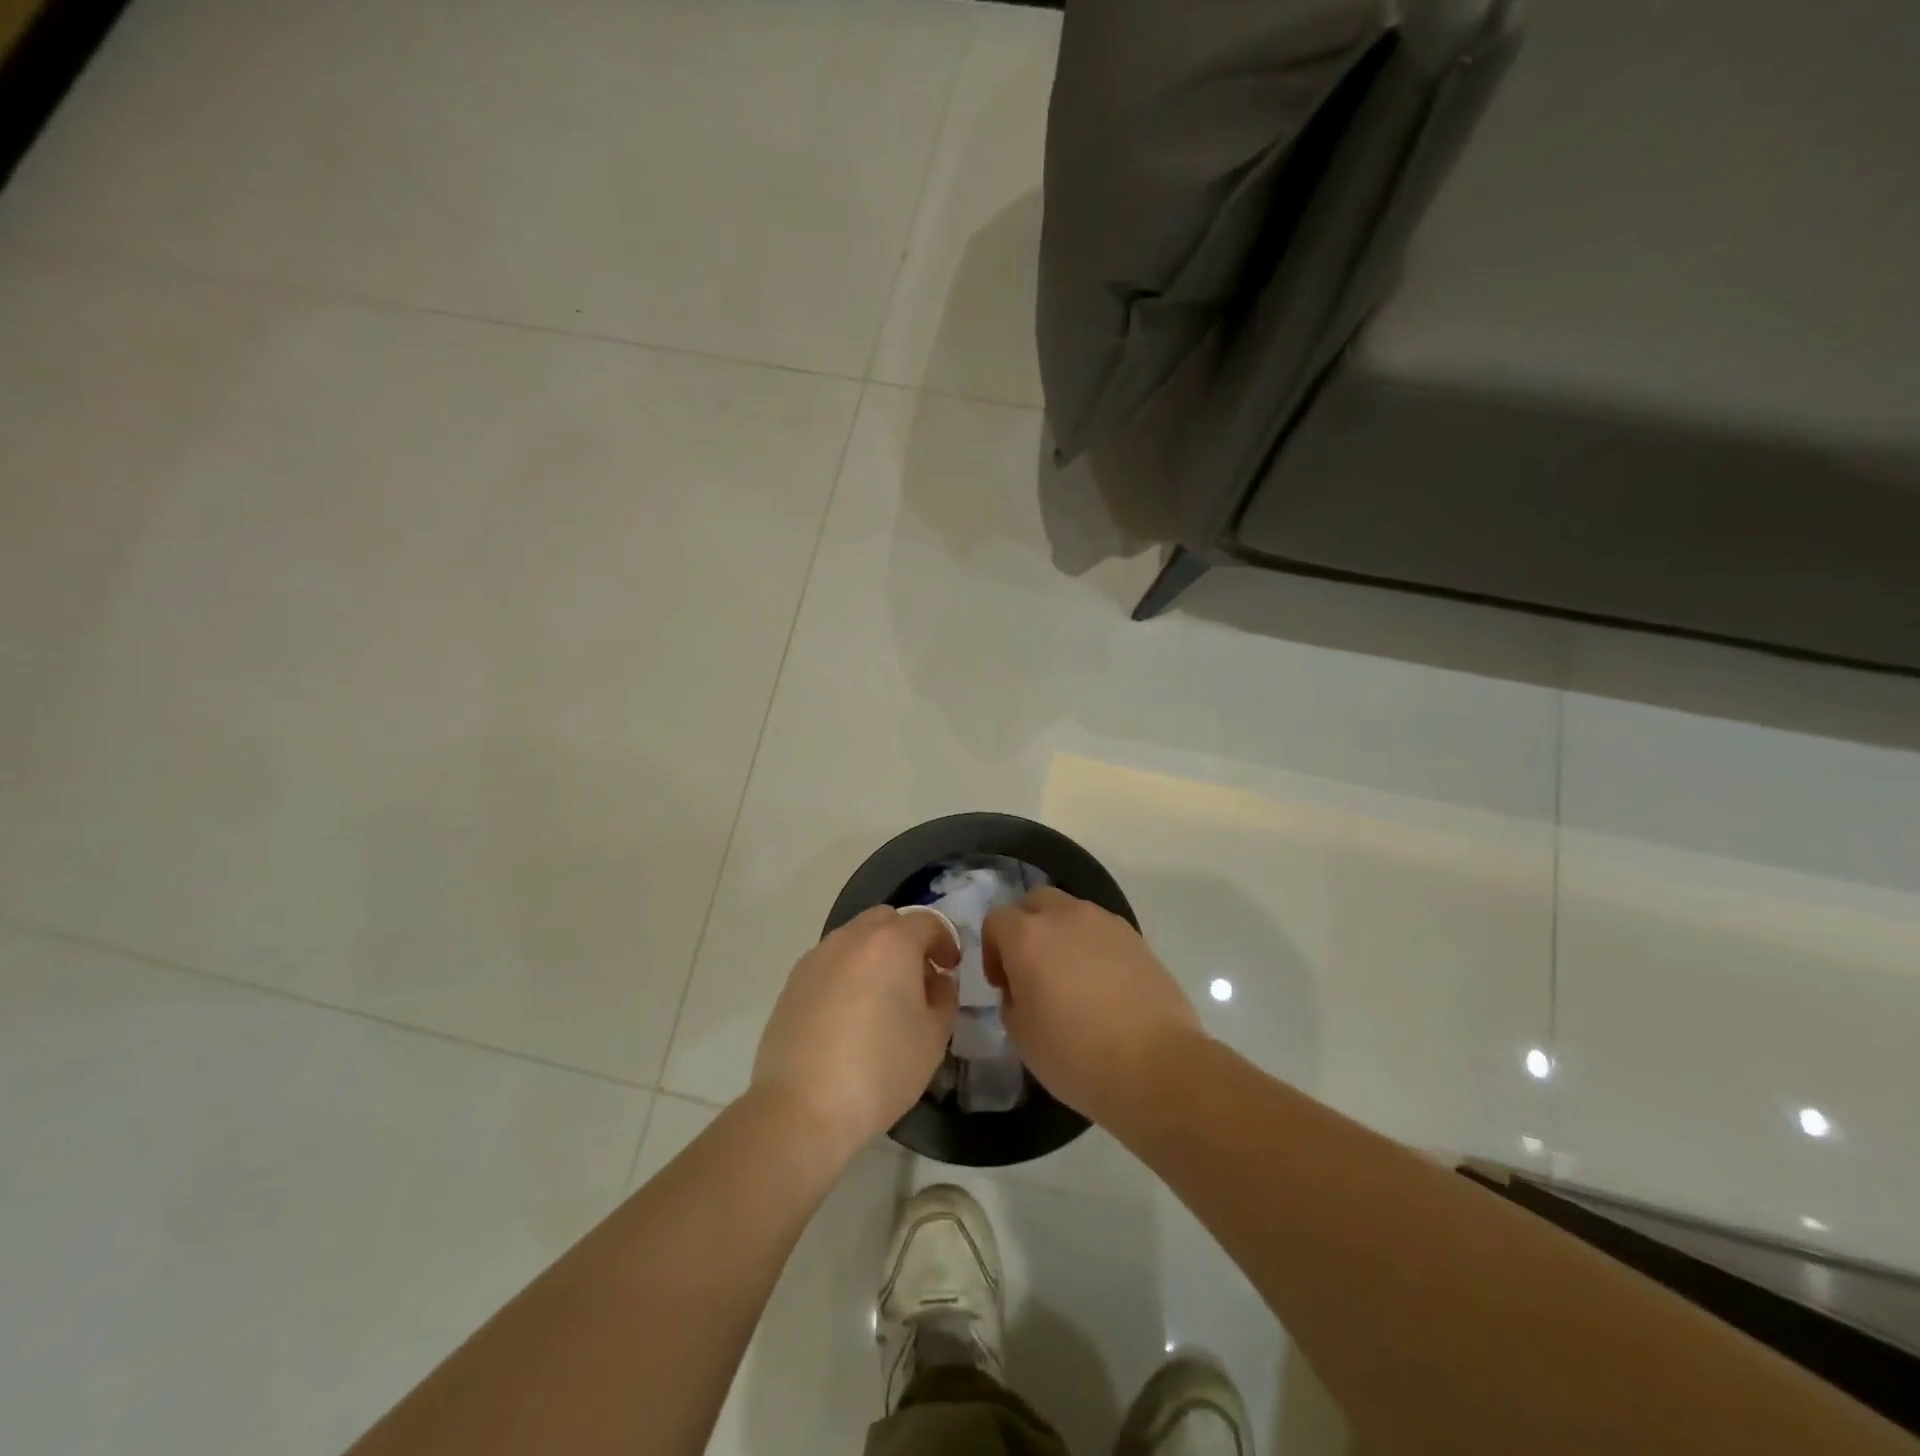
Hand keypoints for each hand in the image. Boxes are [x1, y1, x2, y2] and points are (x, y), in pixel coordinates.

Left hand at [752, 907, 959, 1159]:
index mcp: (891, 942)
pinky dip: (847, 974)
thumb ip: (944, 998)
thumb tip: (936, 981)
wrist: (802, 1106)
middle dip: (907, 940)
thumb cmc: (881, 1069)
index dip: (946, 941)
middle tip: (917, 977)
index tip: (951, 968)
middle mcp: (851, 937)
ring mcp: (817, 957)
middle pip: (886, 920)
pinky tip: (849, 1015)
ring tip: (882, 998)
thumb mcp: (933, 1038)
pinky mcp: (792, 982)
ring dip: (874, 955)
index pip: (927, 922)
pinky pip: (830, 963)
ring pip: (854, 939)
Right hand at [983, 886, 1200, 1126]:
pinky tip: (1102, 984)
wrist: (1156, 1065)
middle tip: (1032, 969)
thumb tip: (1023, 987)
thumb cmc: (1076, 1055)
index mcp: (1028, 936)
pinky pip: (1101, 930)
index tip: (1003, 986)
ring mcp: (1105, 922)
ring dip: (1061, 934)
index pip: (996, 920)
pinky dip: (1093, 946)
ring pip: (1071, 911)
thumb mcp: (1021, 1036)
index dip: (992, 950)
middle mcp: (1065, 916)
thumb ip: (1012, 999)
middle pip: (1034, 902)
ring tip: (1071, 978)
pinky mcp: (1136, 937)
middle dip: (1026, 927)